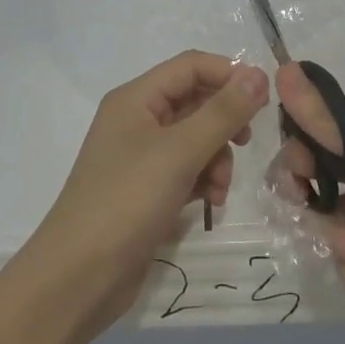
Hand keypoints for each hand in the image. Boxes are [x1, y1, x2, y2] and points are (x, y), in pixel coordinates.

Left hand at [30, 51, 269, 332]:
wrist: (79, 277)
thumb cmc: (127, 202)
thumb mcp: (180, 152)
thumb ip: (222, 112)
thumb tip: (259, 74)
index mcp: (136, 99)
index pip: (191, 66)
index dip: (229, 75)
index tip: (265, 99)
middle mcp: (137, 120)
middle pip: (195, 101)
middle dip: (224, 122)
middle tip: (246, 142)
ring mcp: (141, 156)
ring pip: (196, 138)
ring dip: (217, 157)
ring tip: (219, 188)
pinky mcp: (147, 189)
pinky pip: (187, 169)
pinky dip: (204, 180)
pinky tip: (211, 202)